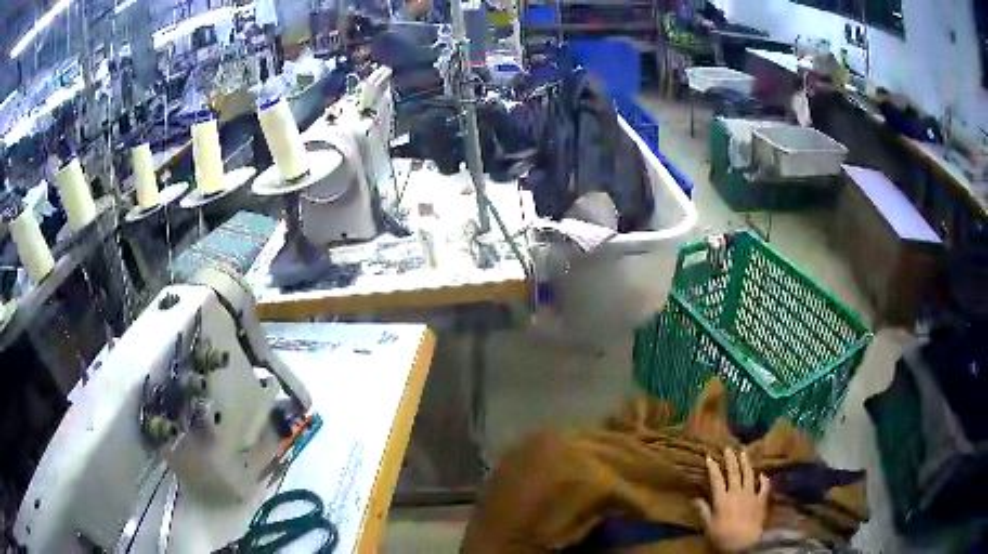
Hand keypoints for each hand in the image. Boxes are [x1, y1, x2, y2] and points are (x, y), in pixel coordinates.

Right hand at [694, 448, 770, 552]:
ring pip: (749, 475)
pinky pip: (763, 486)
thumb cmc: (722, 536)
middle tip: (729, 448)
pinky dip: (763, 479)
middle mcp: (737, 492)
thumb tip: (694, 498)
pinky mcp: (761, 500)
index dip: (713, 467)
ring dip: (746, 463)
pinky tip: (762, 474)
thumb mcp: (708, 526)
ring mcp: (751, 494)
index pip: (716, 479)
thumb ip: (703, 511)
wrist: (744, 543)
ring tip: (744, 453)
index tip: (710, 457)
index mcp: (722, 499)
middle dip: (730, 460)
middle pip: (734, 473)